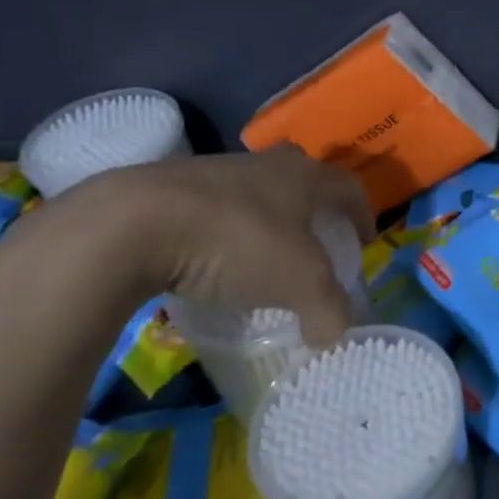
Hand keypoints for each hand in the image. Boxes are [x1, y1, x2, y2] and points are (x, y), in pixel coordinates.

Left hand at [51, 144, 375, 345]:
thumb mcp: (299, 284)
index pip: (349, 188)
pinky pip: (212, 209)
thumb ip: (328, 309)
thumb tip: (334, 334)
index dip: (362, 214)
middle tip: (315, 245)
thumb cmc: (239, 241)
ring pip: (255, 194)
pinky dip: (222, 232)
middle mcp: (266, 164)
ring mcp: (216, 170)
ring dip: (265, 221)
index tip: (364, 241)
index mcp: (305, 175)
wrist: (135, 223)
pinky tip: (211, 263)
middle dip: (313, 211)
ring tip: (260, 260)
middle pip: (302, 182)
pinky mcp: (170, 187)